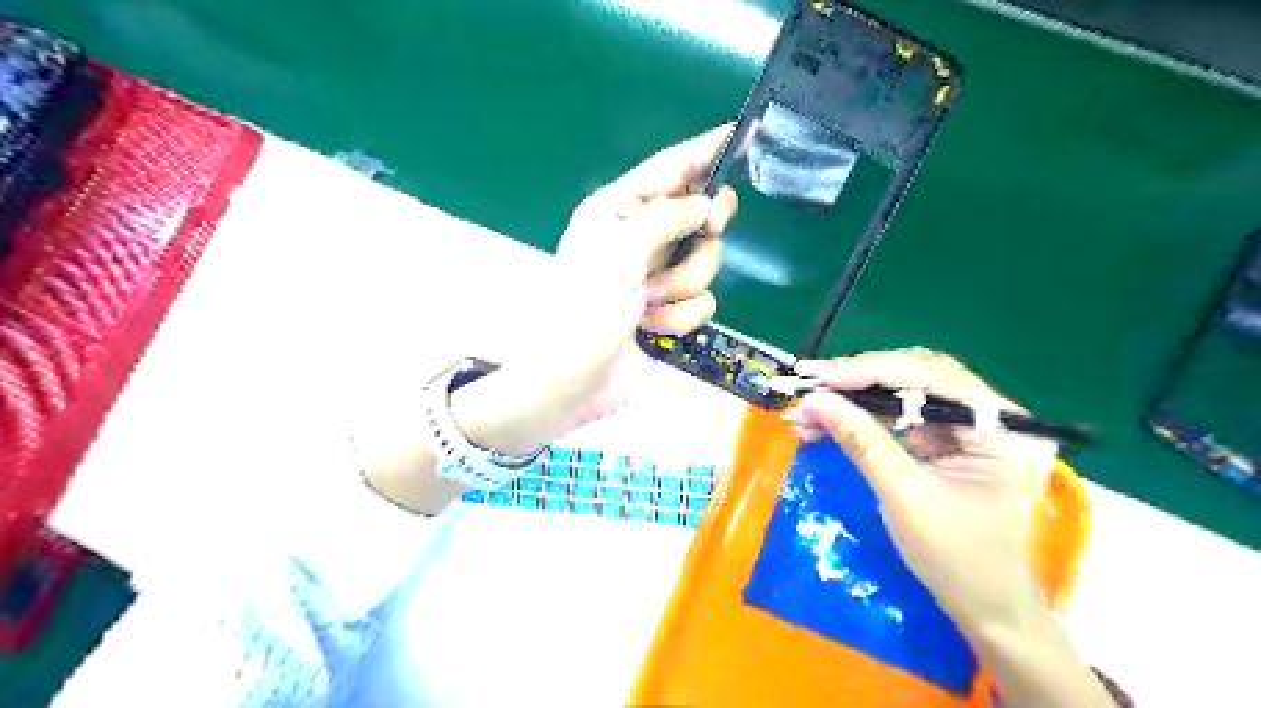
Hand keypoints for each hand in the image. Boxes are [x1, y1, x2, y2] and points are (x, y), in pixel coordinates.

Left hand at [454, 127, 739, 452]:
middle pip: (700, 215)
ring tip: (649, 303)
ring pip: (706, 263)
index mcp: (619, 211)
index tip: (741, 131)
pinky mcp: (671, 311)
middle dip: (701, 233)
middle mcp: (642, 238)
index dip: (705, 150)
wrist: (574, 381)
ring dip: (682, 288)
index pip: (670, 169)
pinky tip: (652, 328)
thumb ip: (666, 218)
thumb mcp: (619, 252)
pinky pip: (702, 302)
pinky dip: (680, 317)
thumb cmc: (584, 310)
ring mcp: (658, 277)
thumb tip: (706, 204)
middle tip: (706, 231)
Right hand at [790, 351, 1056, 628]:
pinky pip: (900, 413)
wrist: (984, 605)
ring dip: (854, 397)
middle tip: (808, 384)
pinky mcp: (949, 438)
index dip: (867, 371)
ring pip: (904, 390)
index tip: (817, 376)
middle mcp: (993, 414)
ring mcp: (972, 425)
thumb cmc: (956, 558)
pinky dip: (862, 415)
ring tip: (809, 407)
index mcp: (1003, 426)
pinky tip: (828, 420)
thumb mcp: (904, 496)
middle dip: (857, 380)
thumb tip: (814, 401)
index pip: (929, 376)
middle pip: (916, 375)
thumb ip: (861, 441)